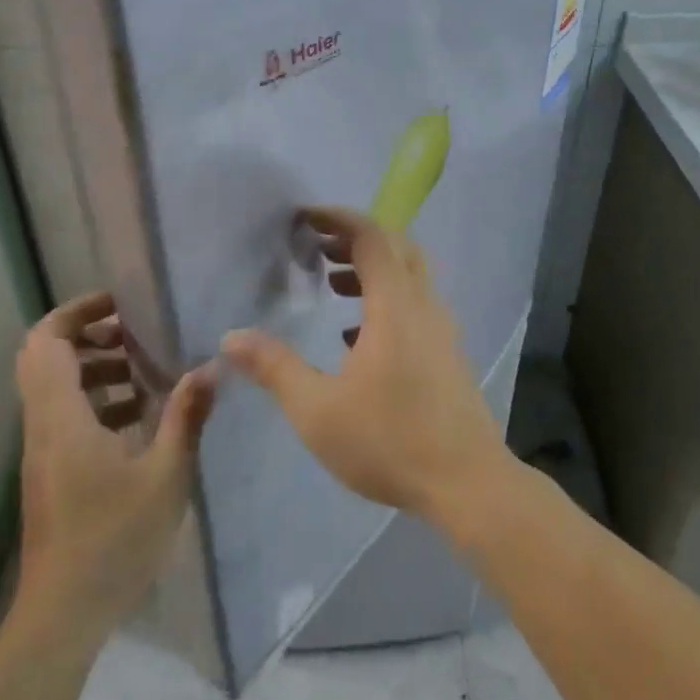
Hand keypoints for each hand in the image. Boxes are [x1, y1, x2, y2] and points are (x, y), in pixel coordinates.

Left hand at [13, 292, 213, 641]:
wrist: (62, 616)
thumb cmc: (113, 541)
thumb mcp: (165, 476)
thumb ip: (186, 416)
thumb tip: (209, 367)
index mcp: (62, 418)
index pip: (46, 342)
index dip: (77, 312)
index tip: (121, 304)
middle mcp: (44, 426)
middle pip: (44, 357)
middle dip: (88, 335)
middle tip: (136, 334)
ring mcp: (43, 451)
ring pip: (55, 386)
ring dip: (95, 368)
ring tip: (146, 373)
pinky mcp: (51, 472)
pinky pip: (65, 415)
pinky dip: (96, 400)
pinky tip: (140, 418)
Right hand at [221, 206, 506, 521]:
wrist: (467, 483)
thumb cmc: (389, 441)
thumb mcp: (318, 409)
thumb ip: (275, 367)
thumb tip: (231, 337)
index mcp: (395, 306)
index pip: (372, 237)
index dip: (339, 218)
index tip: (305, 216)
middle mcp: (424, 306)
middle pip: (396, 247)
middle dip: (355, 237)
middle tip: (317, 245)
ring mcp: (442, 329)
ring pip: (410, 275)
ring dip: (372, 267)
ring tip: (332, 282)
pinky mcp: (448, 353)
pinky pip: (416, 304)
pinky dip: (386, 298)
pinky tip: (357, 334)